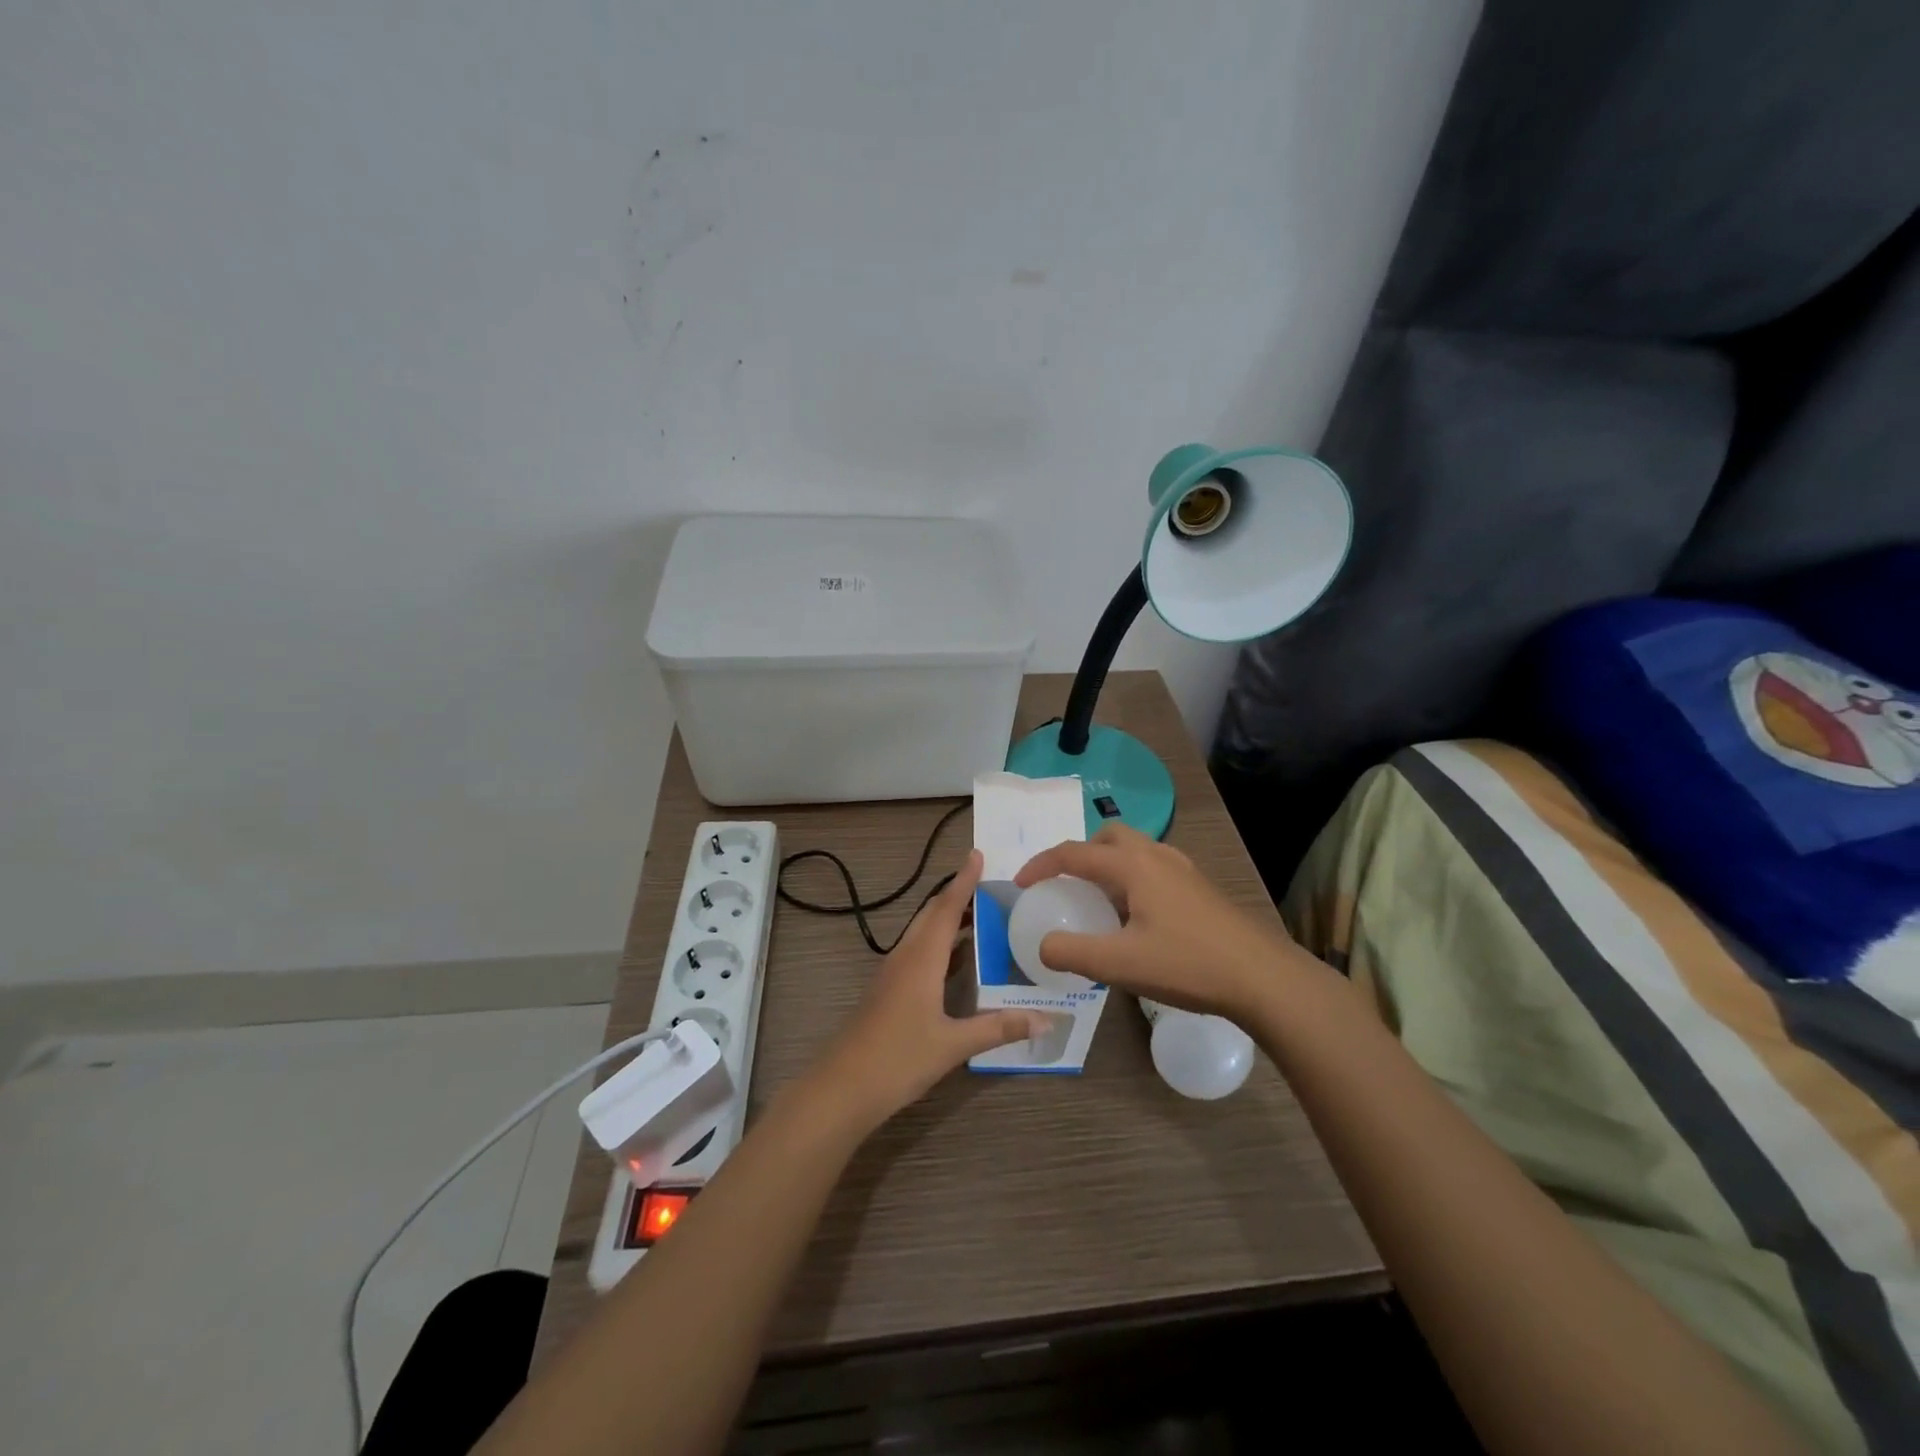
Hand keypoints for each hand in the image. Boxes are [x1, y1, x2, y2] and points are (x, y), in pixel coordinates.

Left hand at [808, 850, 1049, 1130]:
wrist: (842, 1087)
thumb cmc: (898, 1059)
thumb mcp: (954, 1045)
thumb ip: (999, 1028)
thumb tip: (1046, 1018)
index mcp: (921, 959)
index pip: (947, 908)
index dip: (963, 881)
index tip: (978, 854)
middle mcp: (906, 957)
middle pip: (933, 914)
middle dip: (958, 895)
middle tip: (991, 885)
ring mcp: (894, 973)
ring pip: (924, 934)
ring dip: (949, 919)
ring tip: (982, 915)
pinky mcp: (889, 990)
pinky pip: (918, 952)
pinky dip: (941, 944)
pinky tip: (959, 960)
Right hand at [1013, 823, 1309, 1019]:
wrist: (1263, 978)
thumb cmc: (1188, 964)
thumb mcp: (1120, 964)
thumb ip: (1073, 952)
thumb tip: (1043, 945)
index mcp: (1133, 866)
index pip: (1074, 853)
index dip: (1041, 865)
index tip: (1021, 884)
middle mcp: (1156, 856)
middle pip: (1107, 838)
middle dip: (1079, 854)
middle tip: (1065, 885)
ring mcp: (1183, 870)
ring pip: (1134, 850)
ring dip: (1107, 865)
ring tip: (1098, 901)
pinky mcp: (1200, 888)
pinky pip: (1153, 867)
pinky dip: (1131, 878)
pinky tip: (1137, 916)